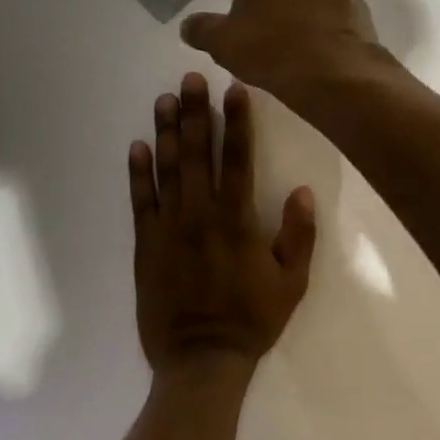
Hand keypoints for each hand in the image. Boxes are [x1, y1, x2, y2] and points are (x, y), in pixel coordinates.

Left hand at [129, 72, 317, 378]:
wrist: (200, 361)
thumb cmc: (251, 320)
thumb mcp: (292, 283)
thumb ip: (298, 236)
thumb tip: (302, 191)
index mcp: (235, 221)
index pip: (237, 159)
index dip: (236, 122)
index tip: (234, 88)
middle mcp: (199, 215)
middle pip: (197, 154)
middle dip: (195, 113)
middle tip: (190, 79)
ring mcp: (168, 228)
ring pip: (167, 169)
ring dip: (166, 132)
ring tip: (164, 99)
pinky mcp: (145, 244)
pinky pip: (140, 201)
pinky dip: (138, 173)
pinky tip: (138, 146)